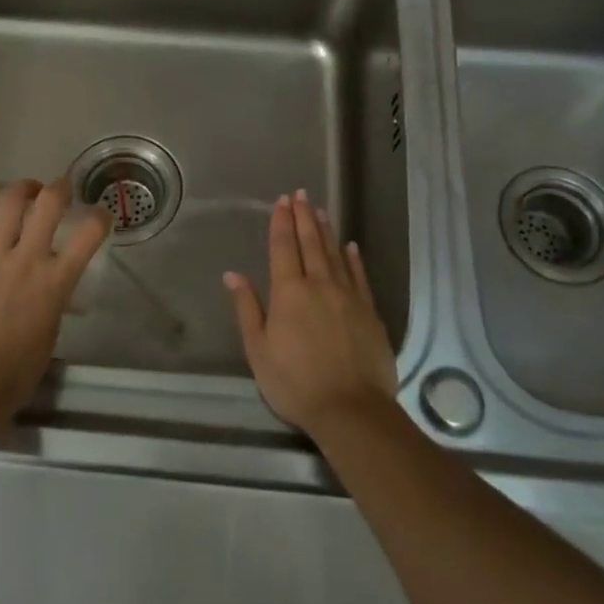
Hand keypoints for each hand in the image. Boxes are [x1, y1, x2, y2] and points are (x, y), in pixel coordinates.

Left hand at [0, 178, 108, 423]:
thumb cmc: (19, 371)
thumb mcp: (52, 330)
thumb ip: (57, 297)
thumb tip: (56, 282)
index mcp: (56, 281)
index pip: (90, 234)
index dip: (101, 217)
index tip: (101, 215)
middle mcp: (26, 261)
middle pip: (48, 204)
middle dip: (60, 188)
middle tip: (61, 190)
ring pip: (5, 204)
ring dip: (20, 188)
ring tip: (26, 190)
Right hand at [223, 190, 397, 439]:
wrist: (351, 409)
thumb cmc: (295, 382)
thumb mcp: (259, 350)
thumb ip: (248, 309)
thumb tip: (234, 275)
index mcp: (289, 292)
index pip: (283, 248)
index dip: (281, 223)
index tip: (282, 201)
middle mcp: (319, 284)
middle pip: (310, 243)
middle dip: (303, 217)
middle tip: (301, 194)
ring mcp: (348, 295)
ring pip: (335, 254)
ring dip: (326, 230)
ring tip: (320, 210)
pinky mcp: (369, 311)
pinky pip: (359, 276)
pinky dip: (353, 258)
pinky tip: (350, 246)